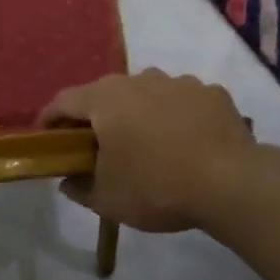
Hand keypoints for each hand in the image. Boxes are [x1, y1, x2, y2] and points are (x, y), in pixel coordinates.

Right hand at [39, 69, 262, 232]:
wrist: (232, 183)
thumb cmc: (157, 187)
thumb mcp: (108, 199)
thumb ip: (80, 188)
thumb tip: (68, 181)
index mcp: (106, 99)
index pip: (64, 101)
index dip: (50, 119)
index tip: (46, 137)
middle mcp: (139, 79)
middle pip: (106, 94)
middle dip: (97, 117)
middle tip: (98, 146)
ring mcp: (179, 82)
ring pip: (147, 94)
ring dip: (140, 114)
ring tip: (148, 146)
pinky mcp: (212, 92)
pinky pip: (183, 102)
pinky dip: (177, 117)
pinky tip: (186, 143)